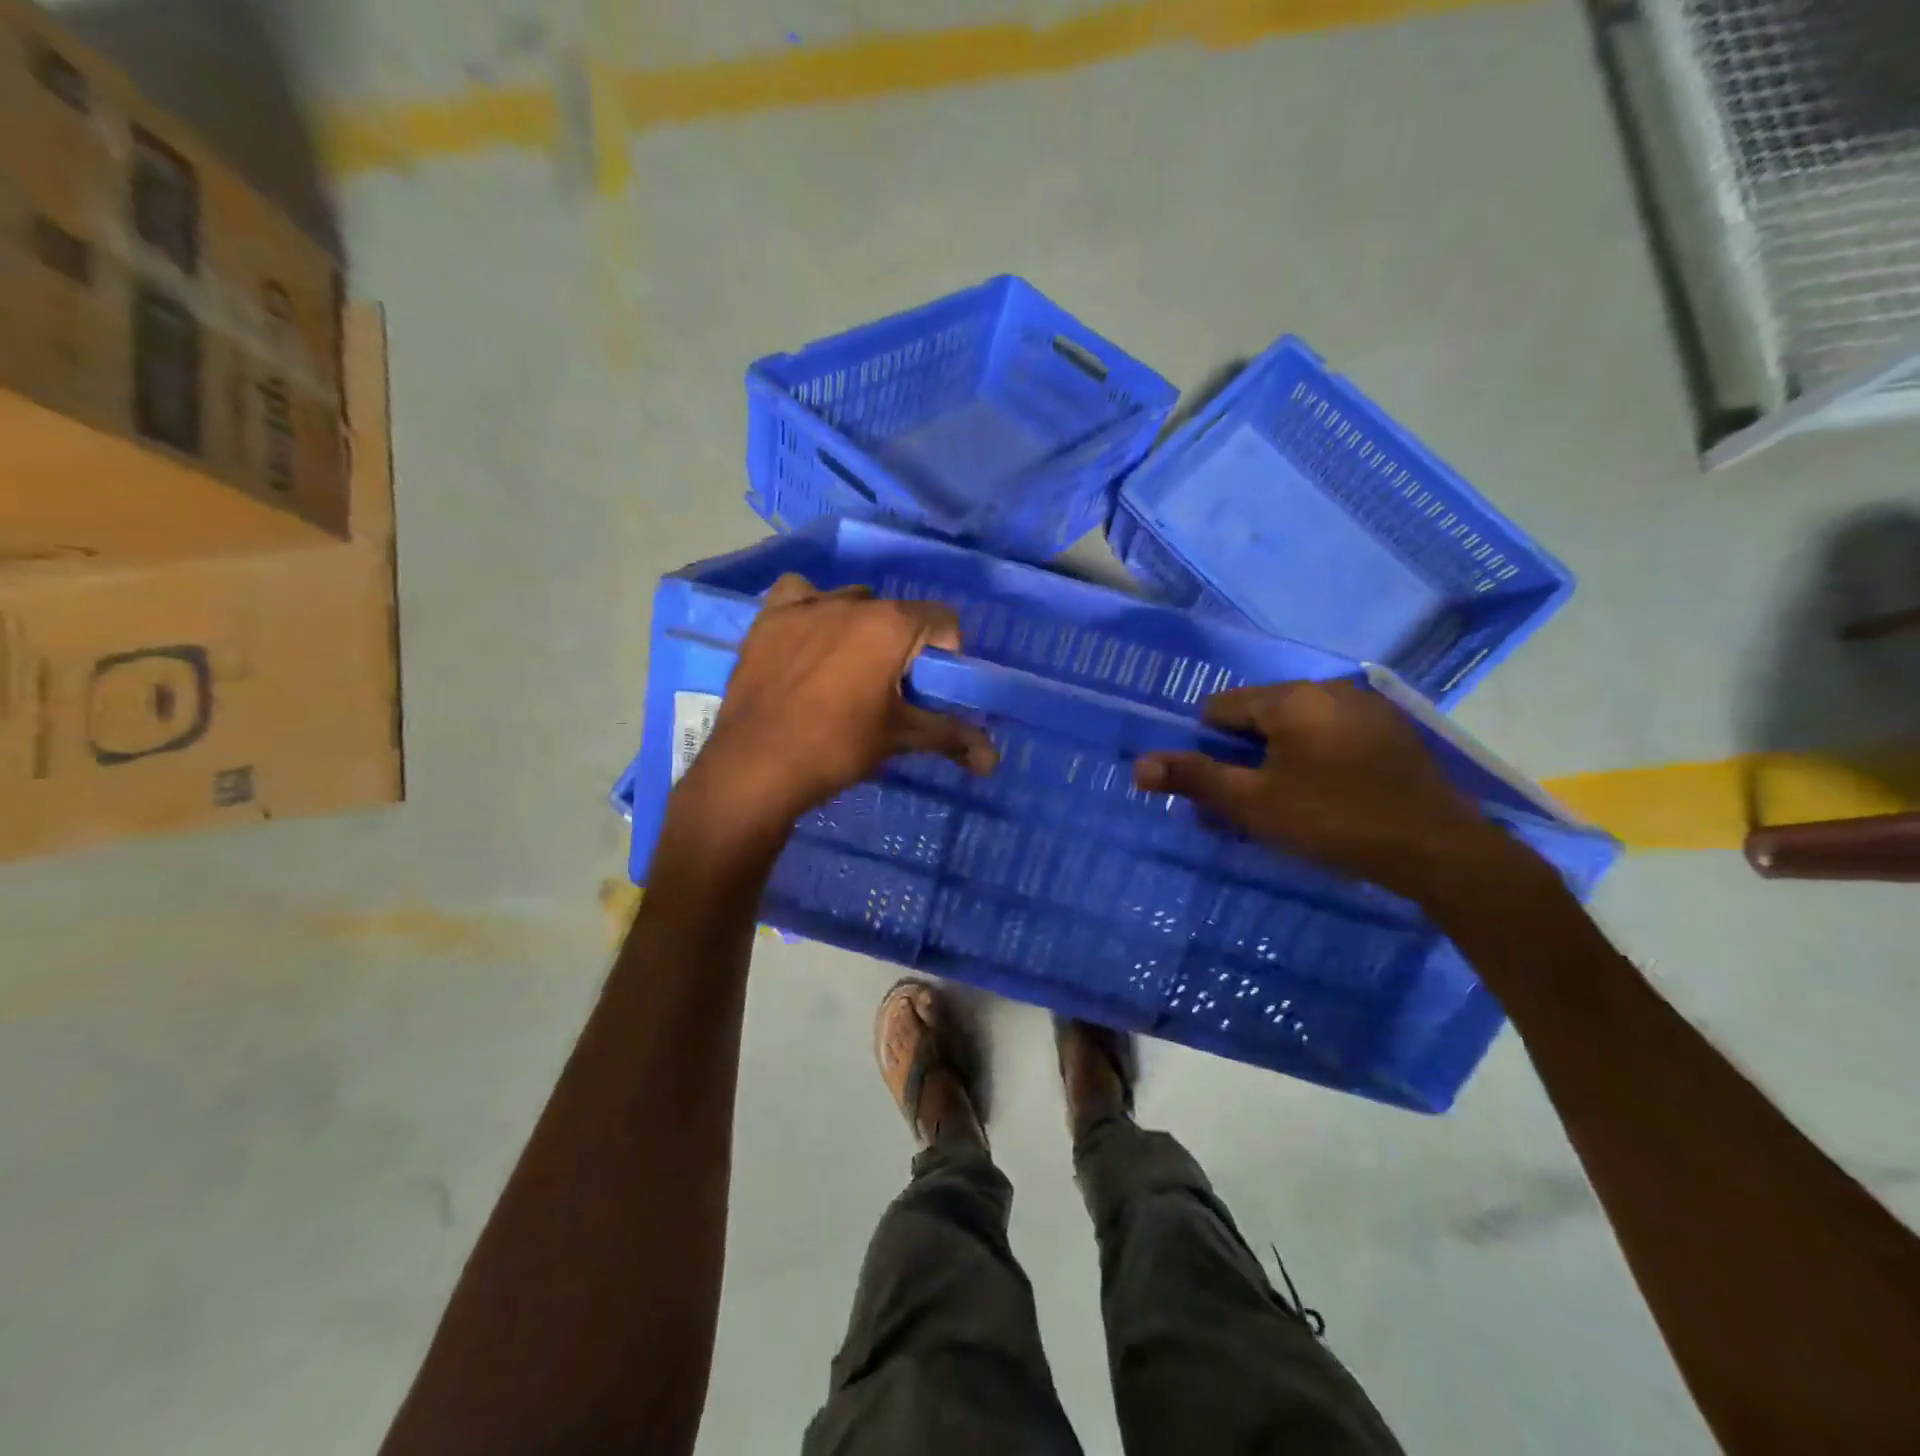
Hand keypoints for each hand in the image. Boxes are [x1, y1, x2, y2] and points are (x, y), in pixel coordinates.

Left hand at [684, 575, 996, 835]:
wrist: (756, 766)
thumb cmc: (837, 748)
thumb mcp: (899, 738)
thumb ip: (951, 737)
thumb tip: (994, 762)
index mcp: (891, 625)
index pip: (942, 618)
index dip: (947, 650)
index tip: (932, 684)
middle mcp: (852, 601)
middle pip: (896, 612)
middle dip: (902, 642)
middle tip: (890, 685)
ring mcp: (806, 605)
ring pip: (850, 600)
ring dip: (860, 625)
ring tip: (847, 667)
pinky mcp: (768, 618)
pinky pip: (799, 593)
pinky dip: (810, 608)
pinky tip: (807, 636)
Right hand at [1134, 679, 1528, 901]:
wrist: (1440, 852)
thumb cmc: (1334, 822)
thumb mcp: (1254, 804)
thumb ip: (1194, 779)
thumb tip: (1137, 766)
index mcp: (1291, 697)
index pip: (1220, 708)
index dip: (1207, 748)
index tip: (1219, 789)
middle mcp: (1328, 688)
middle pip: (1258, 717)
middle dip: (1241, 758)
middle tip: (1246, 806)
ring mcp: (1365, 708)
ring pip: (1295, 729)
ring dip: (1276, 761)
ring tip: (1284, 807)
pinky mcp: (1390, 732)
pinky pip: (1329, 736)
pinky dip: (1313, 760)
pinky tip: (1326, 798)